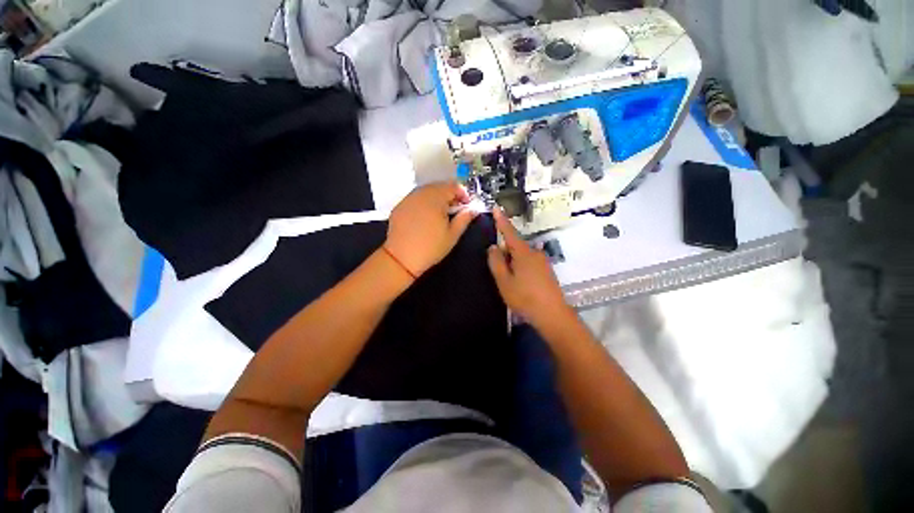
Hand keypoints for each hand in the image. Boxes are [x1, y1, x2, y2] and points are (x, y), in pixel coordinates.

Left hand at [385, 181, 476, 276]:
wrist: (401, 258)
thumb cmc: (431, 247)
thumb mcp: (452, 235)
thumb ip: (464, 218)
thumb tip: (473, 209)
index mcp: (435, 198)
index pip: (453, 186)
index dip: (463, 194)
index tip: (466, 205)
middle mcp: (421, 193)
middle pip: (439, 186)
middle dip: (450, 195)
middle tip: (454, 211)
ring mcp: (408, 199)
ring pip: (427, 191)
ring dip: (437, 198)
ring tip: (440, 214)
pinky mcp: (400, 206)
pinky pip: (416, 198)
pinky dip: (424, 203)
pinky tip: (425, 218)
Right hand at [486, 208, 574, 333]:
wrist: (553, 315)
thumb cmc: (525, 297)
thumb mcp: (504, 281)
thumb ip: (496, 262)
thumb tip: (493, 247)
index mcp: (523, 252)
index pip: (509, 232)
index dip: (502, 220)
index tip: (496, 208)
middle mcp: (535, 253)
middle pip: (515, 246)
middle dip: (505, 252)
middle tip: (499, 272)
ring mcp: (542, 262)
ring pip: (522, 255)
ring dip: (512, 262)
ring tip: (509, 281)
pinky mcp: (546, 271)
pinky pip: (529, 263)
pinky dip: (520, 267)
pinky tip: (520, 284)